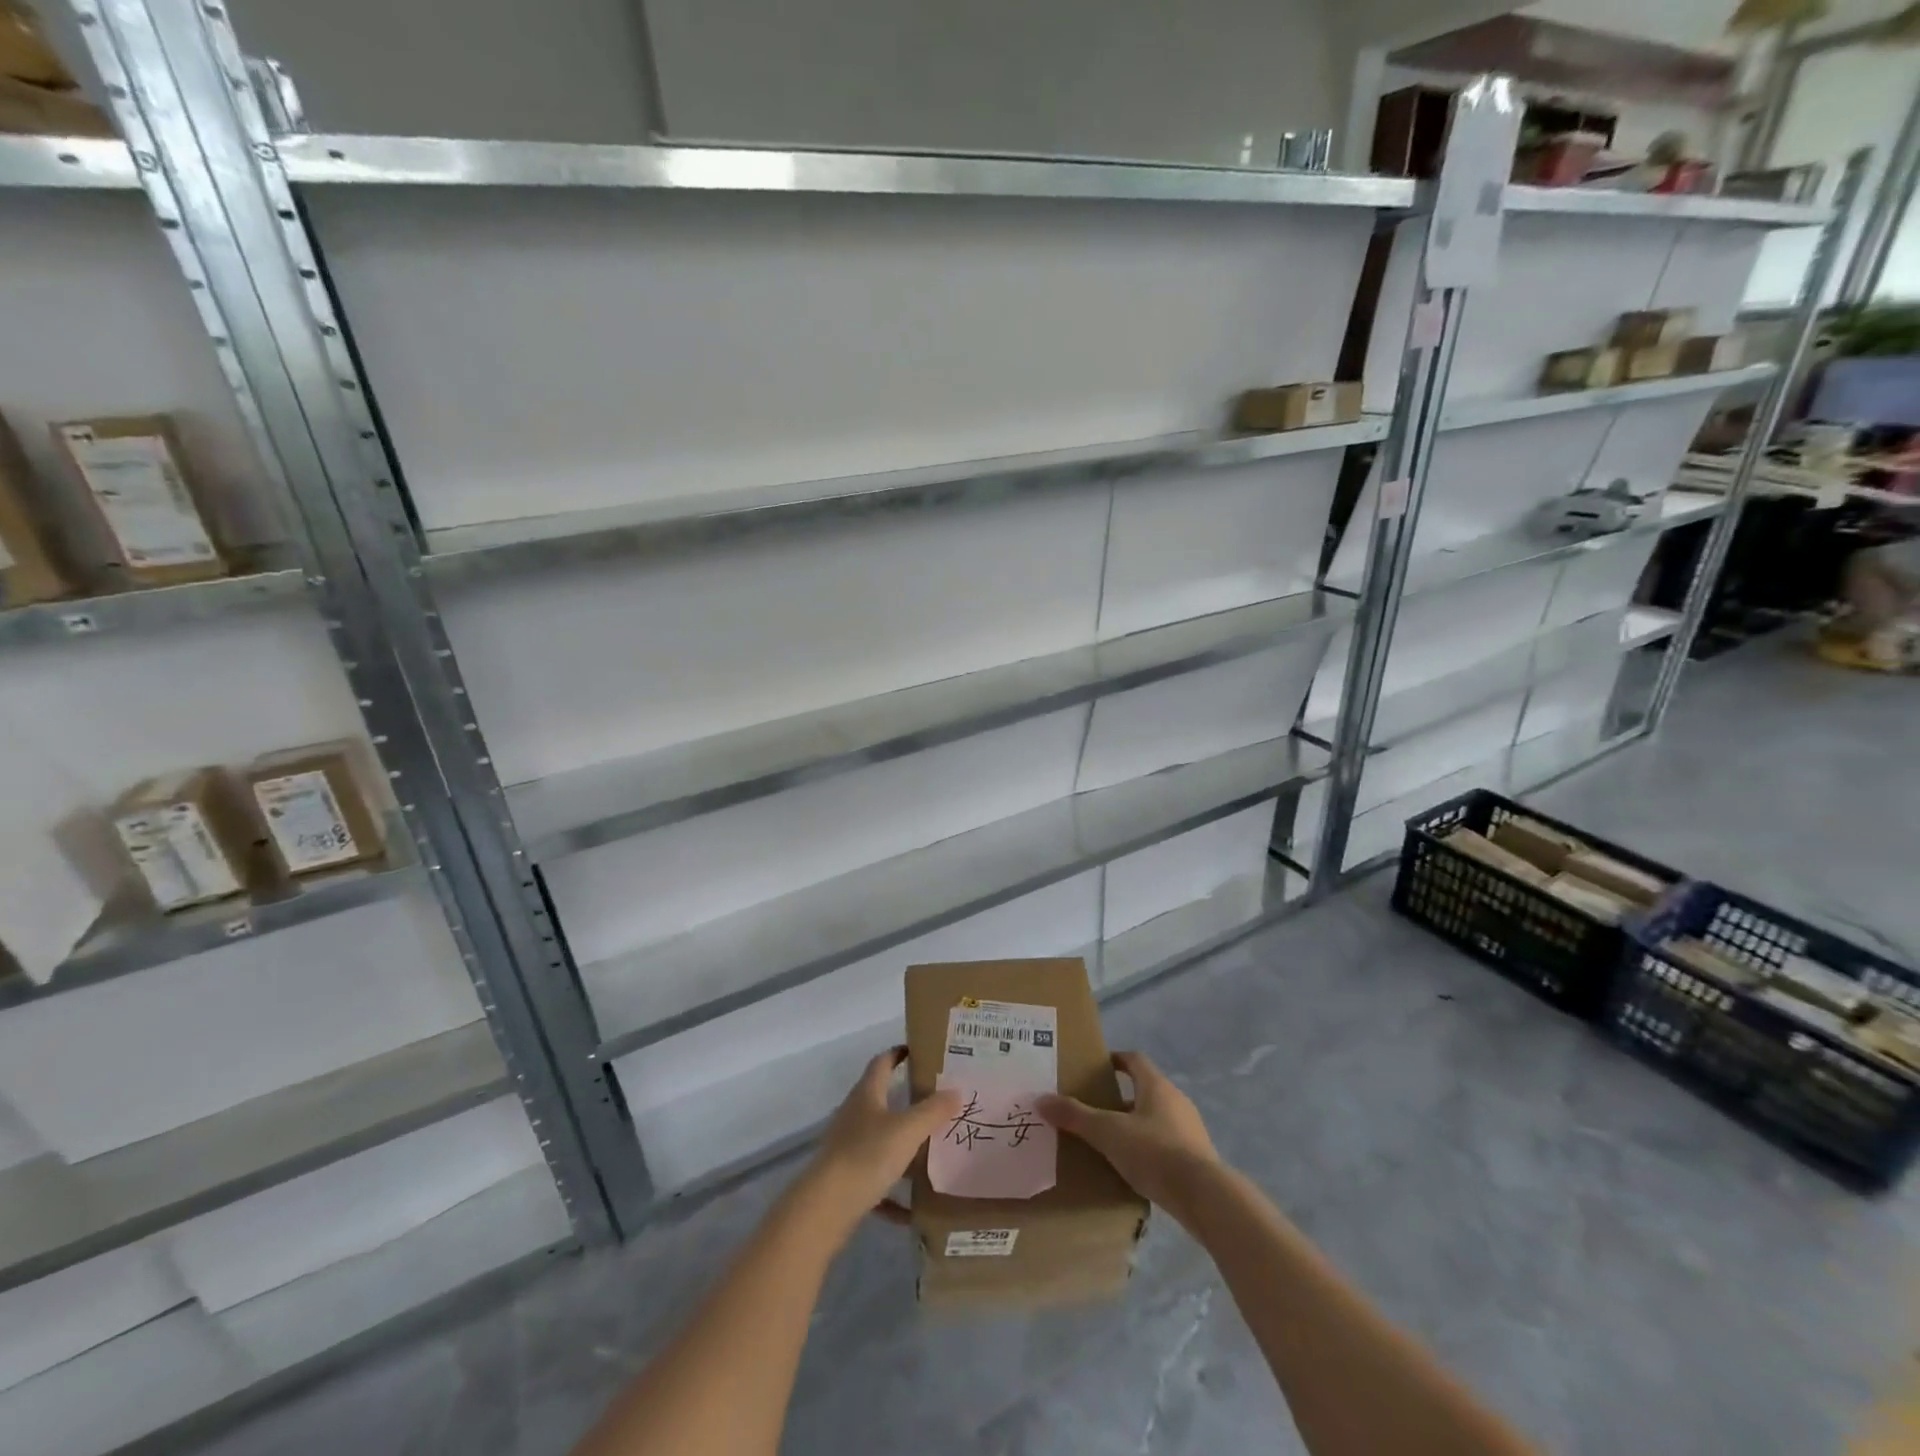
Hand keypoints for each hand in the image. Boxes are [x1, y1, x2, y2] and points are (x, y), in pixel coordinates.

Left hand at [796, 1048, 959, 1240]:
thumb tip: (956, 1091)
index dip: (899, 1053)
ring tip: (933, 1151)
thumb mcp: (907, 1130)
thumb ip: (933, 1111)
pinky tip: (913, 1208)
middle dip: (908, 1100)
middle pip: (882, 1099)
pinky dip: (894, 1190)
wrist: (825, 1208)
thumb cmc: (867, 1156)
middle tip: (940, 1102)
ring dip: (903, 1145)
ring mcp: (848, 1147)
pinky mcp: (846, 1179)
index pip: (882, 1062)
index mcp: (867, 1094)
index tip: (921, 1052)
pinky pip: (876, 1179)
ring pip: (881, 1139)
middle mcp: (854, 1115)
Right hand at [1036, 1051, 1220, 1225]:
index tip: (1097, 1068)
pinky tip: (1134, 1168)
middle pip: (1145, 1090)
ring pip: (1156, 1118)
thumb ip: (1076, 1116)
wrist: (1205, 1197)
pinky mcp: (1197, 1158)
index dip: (1116, 1060)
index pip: (1135, 1060)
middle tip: (1096, 1109)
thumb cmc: (1155, 1152)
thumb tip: (1041, 1100)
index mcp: (1156, 1086)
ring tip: (1111, 1142)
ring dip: (1136, 1125)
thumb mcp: (1108, 1133)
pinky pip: (1167, 1144)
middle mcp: (1176, 1101)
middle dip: (1121, 1098)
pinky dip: (1149, 1149)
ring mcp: (1190, 1130)